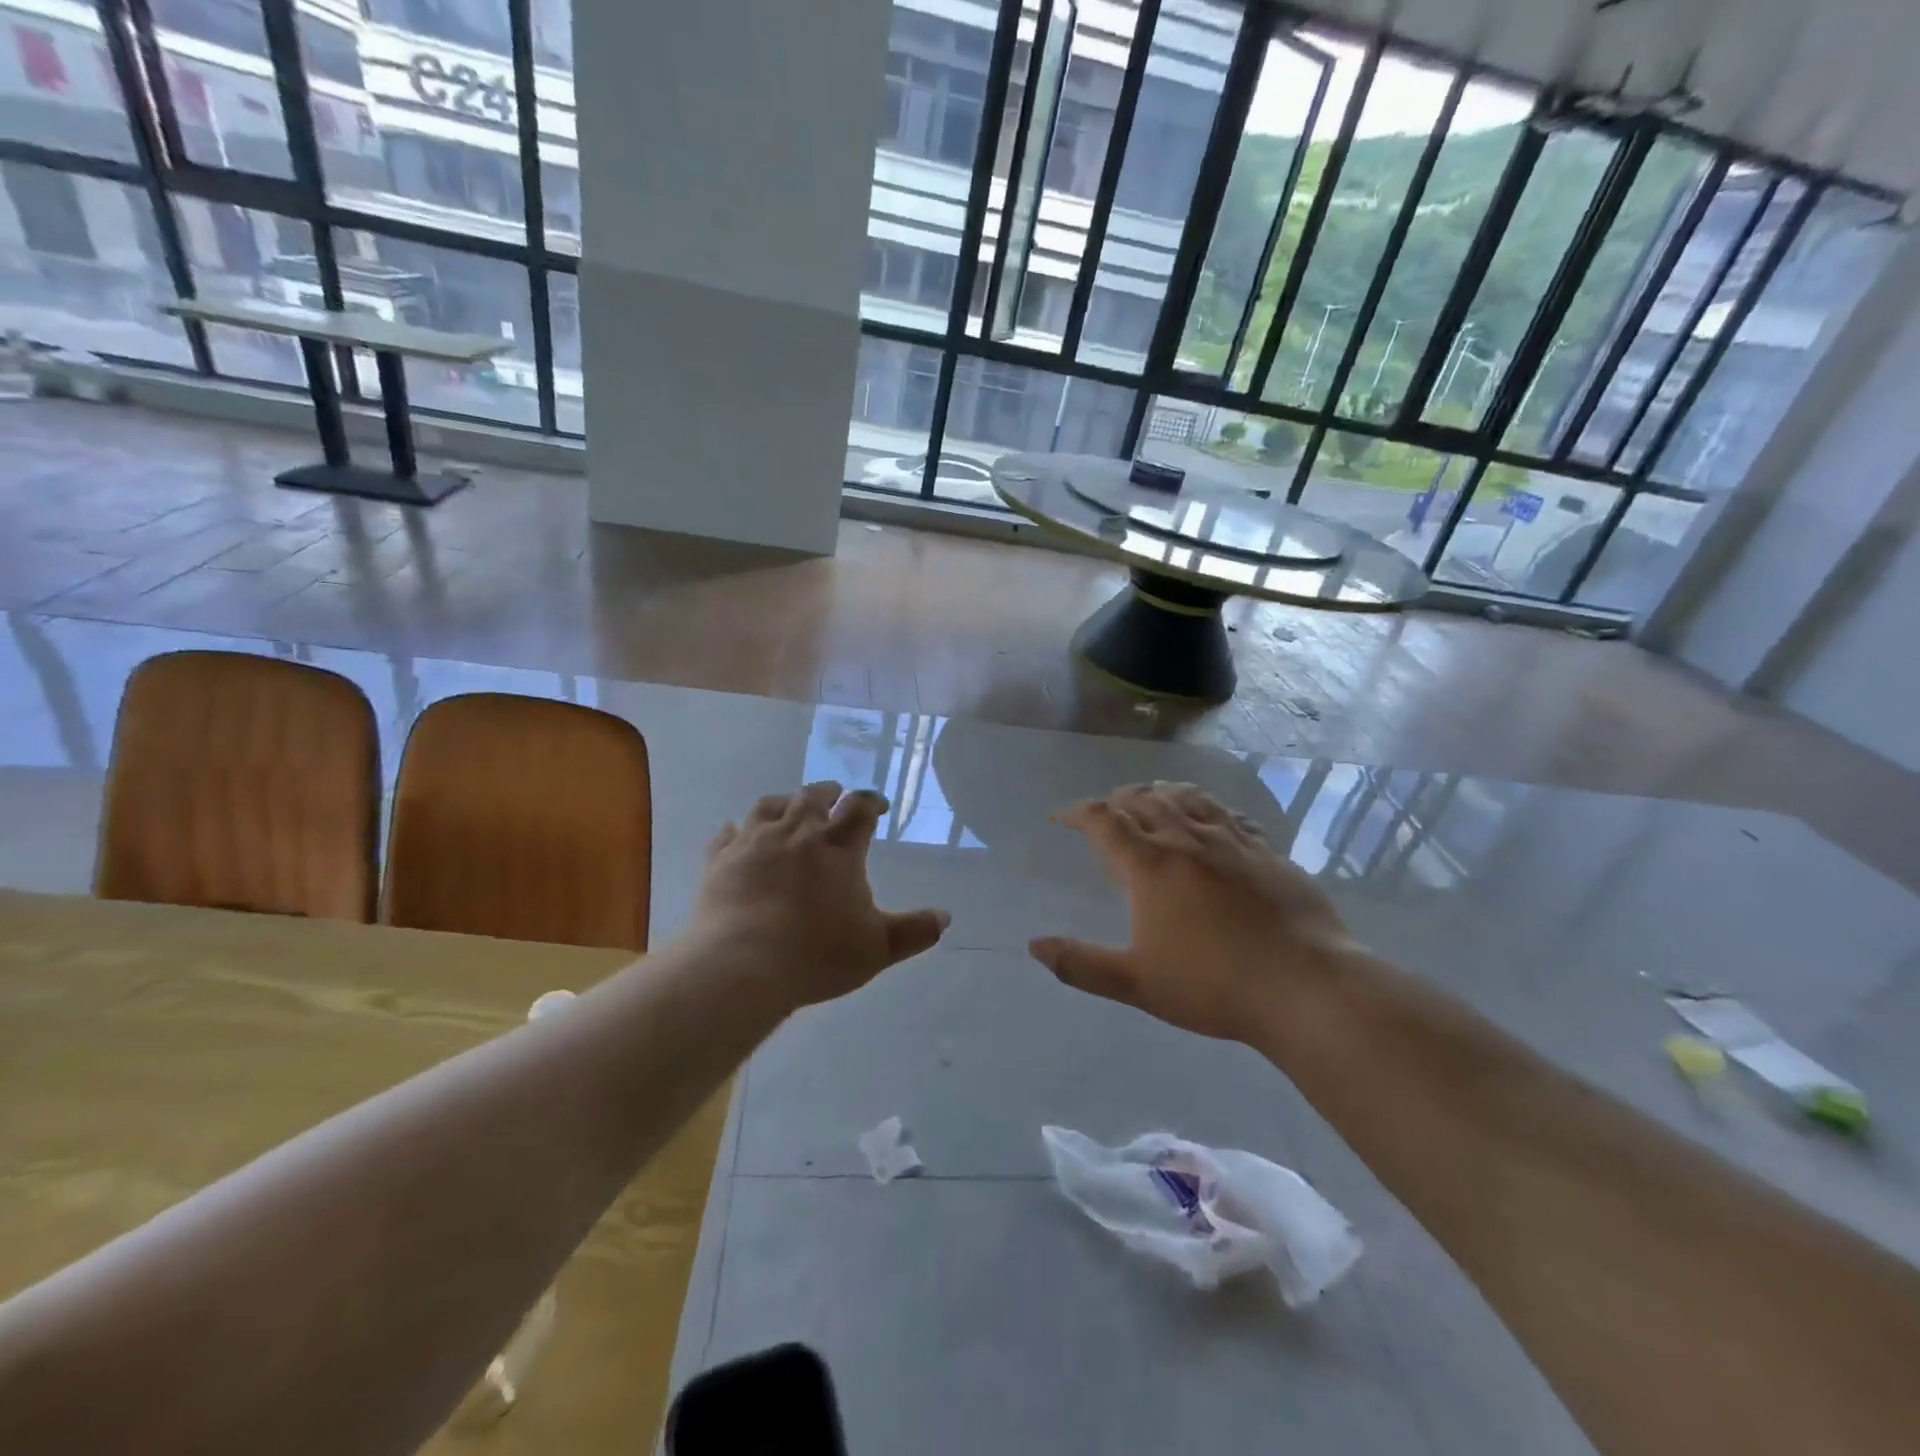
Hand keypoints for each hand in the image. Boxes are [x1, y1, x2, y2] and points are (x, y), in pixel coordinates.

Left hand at [686, 782, 948, 1009]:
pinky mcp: (720, 859)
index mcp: (839, 847)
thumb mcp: (877, 949)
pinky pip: (727, 834)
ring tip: (791, 804)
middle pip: (814, 796)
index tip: (877, 806)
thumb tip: (945, 918)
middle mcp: (797, 832)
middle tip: (835, 794)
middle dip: (829, 793)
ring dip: (785, 801)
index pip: (860, 809)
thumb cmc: (816, 954)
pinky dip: (736, 830)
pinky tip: (735, 832)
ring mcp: (754, 841)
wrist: (741, 964)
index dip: (871, 802)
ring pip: (770, 805)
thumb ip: (913, 931)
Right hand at [1030, 782, 1355, 1041]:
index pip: (1104, 821)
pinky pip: (1230, 816)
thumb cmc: (1213, 985)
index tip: (1061, 819)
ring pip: (1188, 798)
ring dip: (1161, 792)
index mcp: (1150, 866)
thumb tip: (1034, 946)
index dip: (1077, 813)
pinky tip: (1213, 821)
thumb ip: (1081, 964)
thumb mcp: (1137, 983)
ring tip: (1152, 797)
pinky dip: (1209, 809)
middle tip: (1105, 812)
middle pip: (1144, 800)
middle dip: (1117, 800)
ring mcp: (1232, 842)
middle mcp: (1187, 841)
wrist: (1305, 987)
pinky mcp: (1268, 853)